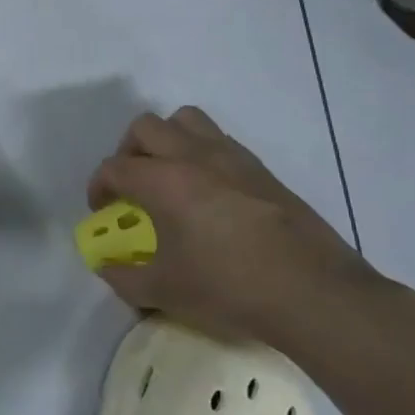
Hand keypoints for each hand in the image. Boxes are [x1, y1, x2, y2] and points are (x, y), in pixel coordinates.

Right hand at [87, 107, 394, 351]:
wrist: (315, 293)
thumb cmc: (229, 287)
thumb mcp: (164, 291)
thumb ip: (124, 277)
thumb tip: (107, 267)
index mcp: (163, 181)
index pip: (114, 167)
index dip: (99, 186)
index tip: (103, 210)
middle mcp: (193, 157)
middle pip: (145, 128)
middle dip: (127, 152)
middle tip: (132, 185)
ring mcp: (232, 158)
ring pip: (186, 120)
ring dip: (167, 140)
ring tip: (168, 175)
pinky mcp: (262, 170)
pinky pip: (219, 141)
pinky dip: (201, 153)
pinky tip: (209, 192)